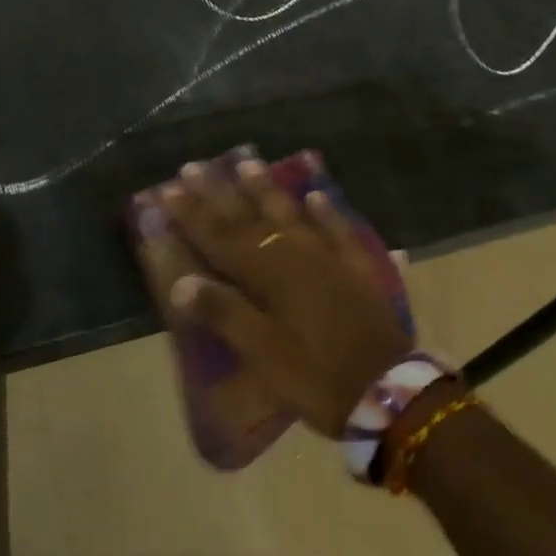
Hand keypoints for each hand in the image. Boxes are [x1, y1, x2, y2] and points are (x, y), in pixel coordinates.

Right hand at [160, 158, 410, 437]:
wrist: (388, 392)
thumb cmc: (316, 376)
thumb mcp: (263, 353)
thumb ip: (224, 313)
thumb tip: (180, 282)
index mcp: (269, 274)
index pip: (220, 237)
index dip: (192, 215)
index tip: (167, 189)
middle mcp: (296, 255)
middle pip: (250, 217)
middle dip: (219, 192)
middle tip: (194, 166)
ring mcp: (329, 258)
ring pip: (291, 214)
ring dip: (266, 189)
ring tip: (248, 163)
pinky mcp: (356, 269)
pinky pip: (338, 230)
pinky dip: (326, 211)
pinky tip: (317, 195)